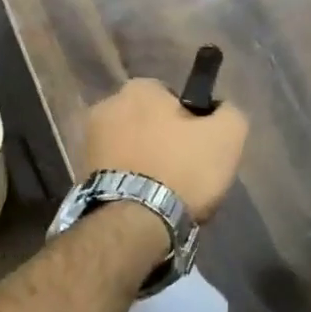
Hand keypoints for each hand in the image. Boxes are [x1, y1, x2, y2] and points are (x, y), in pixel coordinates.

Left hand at [83, 78, 249, 222]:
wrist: (136, 223)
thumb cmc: (183, 169)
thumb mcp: (228, 135)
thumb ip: (229, 112)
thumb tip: (220, 110)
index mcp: (139, 88)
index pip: (173, 97)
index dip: (192, 121)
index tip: (201, 146)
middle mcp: (106, 105)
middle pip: (149, 121)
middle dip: (165, 140)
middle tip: (186, 170)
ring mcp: (89, 141)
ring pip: (133, 147)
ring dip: (147, 162)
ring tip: (166, 192)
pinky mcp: (81, 174)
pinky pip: (118, 171)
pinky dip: (132, 182)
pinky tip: (147, 202)